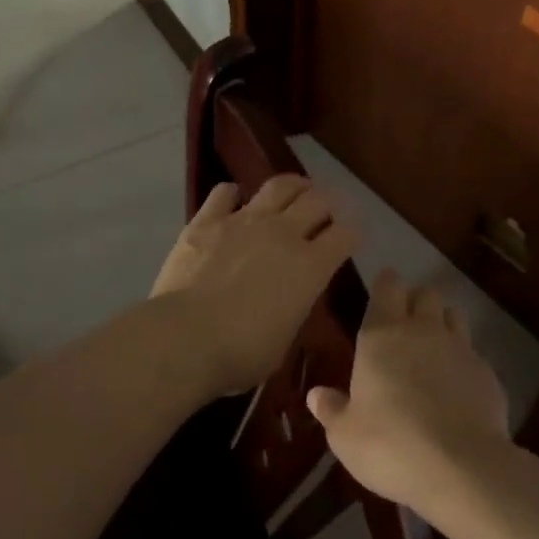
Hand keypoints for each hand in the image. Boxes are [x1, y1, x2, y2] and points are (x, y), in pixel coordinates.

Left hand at [150, 175, 357, 395]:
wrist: (185, 338)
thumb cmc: (241, 353)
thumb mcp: (285, 339)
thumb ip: (294, 308)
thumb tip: (290, 296)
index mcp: (311, 267)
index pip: (345, 235)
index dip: (353, 232)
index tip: (352, 235)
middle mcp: (283, 234)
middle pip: (318, 201)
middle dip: (329, 203)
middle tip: (328, 209)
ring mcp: (244, 221)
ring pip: (279, 186)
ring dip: (294, 185)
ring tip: (297, 189)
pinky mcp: (207, 220)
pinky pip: (225, 193)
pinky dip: (233, 194)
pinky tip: (234, 199)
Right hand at [306, 269, 513, 516]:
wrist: (462, 468)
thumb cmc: (390, 445)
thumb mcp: (345, 435)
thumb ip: (331, 410)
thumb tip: (316, 395)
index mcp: (382, 335)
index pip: (388, 286)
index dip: (386, 285)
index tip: (382, 293)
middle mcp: (423, 331)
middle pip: (426, 294)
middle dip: (416, 302)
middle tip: (405, 325)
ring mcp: (460, 349)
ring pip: (454, 316)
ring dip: (443, 324)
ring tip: (433, 350)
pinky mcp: (488, 373)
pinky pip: (474, 354)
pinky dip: (464, 362)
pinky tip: (457, 389)